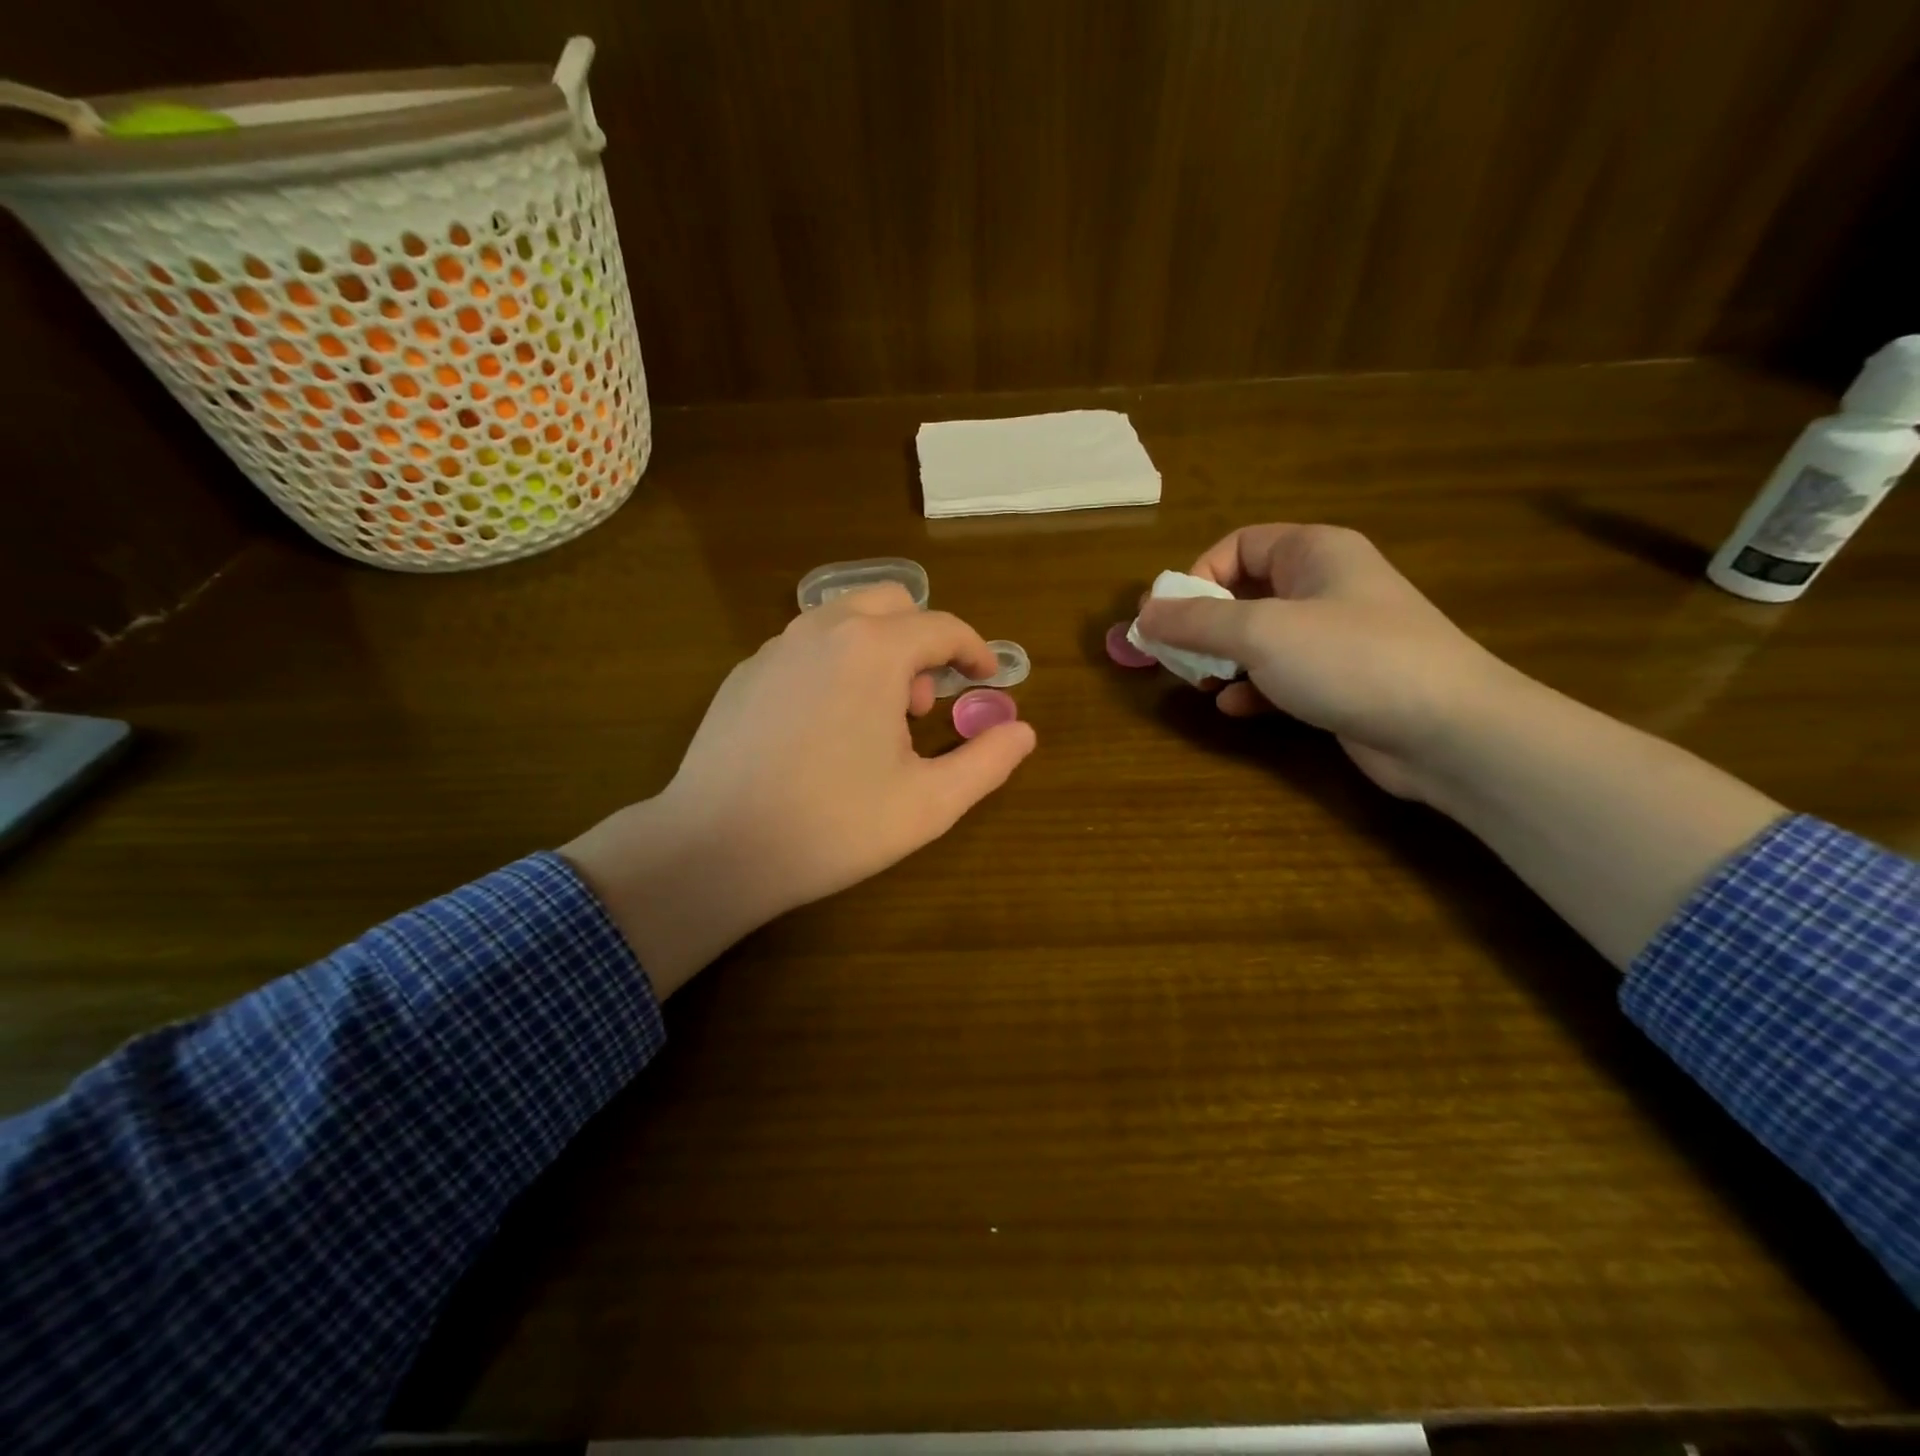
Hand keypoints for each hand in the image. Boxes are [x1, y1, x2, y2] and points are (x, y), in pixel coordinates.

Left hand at [562, 584, 1036, 995]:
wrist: (716, 848)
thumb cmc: (833, 825)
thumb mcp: (929, 803)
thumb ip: (987, 761)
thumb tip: (1023, 731)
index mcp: (873, 650)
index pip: (942, 627)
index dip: (974, 649)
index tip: (987, 677)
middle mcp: (822, 630)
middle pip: (891, 603)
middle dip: (921, 641)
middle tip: (923, 703)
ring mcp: (775, 648)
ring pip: (842, 618)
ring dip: (876, 649)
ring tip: (876, 716)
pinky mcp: (743, 674)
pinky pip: (804, 647)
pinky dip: (833, 664)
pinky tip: (825, 725)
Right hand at [1134, 523, 1510, 800]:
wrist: (1448, 731)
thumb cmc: (1350, 659)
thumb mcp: (1260, 632)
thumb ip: (1196, 621)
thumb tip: (1143, 615)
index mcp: (1314, 552)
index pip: (1238, 546)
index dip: (1198, 576)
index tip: (1171, 617)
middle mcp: (1326, 586)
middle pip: (1246, 593)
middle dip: (1205, 625)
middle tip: (1176, 656)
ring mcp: (1337, 637)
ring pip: (1261, 639)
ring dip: (1224, 659)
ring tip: (1201, 683)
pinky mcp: (1341, 682)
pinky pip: (1282, 675)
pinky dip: (1253, 688)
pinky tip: (1235, 708)